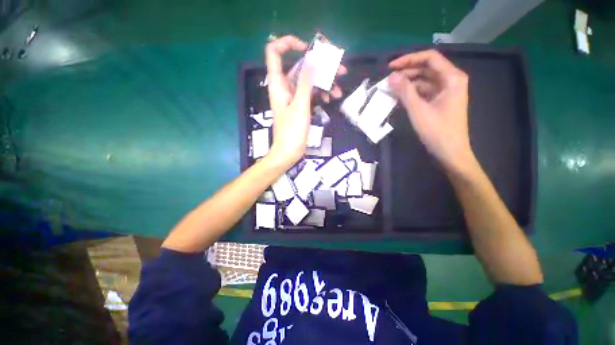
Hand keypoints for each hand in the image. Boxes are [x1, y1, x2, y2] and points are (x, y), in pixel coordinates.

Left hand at [265, 35, 345, 167]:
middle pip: (301, 67)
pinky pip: (311, 93)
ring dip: (325, 83)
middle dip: (320, 67)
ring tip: (340, 90)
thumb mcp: (300, 105)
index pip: (275, 52)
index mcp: (278, 83)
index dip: (288, 44)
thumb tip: (312, 56)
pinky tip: (332, 99)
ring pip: (309, 81)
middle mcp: (285, 86)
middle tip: (340, 71)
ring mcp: (293, 96)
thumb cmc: (292, 131)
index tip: (308, 49)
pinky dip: (321, 94)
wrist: (288, 152)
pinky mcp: (300, 105)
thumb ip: (306, 81)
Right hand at [388, 50, 474, 172]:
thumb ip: (404, 92)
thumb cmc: (437, 131)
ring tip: (390, 90)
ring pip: (424, 81)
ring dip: (408, 84)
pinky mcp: (440, 102)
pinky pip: (424, 92)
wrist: (450, 152)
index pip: (430, 58)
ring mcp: (446, 92)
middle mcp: (451, 81)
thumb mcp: (418, 110)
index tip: (390, 67)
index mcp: (452, 78)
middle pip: (427, 69)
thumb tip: (391, 77)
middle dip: (407, 72)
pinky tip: (399, 98)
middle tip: (388, 81)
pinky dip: (412, 93)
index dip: (409, 60)